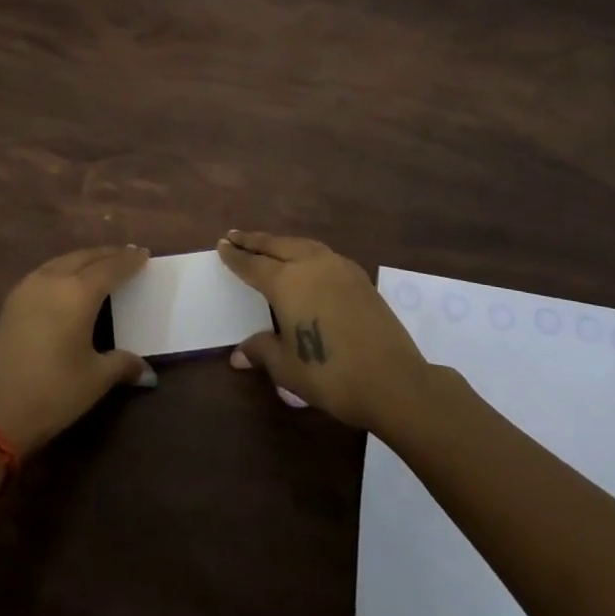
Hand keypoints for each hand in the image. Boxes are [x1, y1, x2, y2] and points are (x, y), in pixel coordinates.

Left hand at [0, 245, 157, 456]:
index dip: (129, 261)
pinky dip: (63, 270)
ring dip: (83, 259)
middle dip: (107, 254)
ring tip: (99, 264)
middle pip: (85, 257)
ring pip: (61, 261)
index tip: (144, 254)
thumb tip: (146, 372)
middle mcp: (53, 280)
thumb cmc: (52, 391)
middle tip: (126, 255)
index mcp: (78, 292)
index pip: (111, 268)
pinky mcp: (11, 303)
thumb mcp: (94, 379)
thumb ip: (122, 365)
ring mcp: (27, 288)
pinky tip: (67, 282)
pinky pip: (45, 273)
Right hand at [218, 230, 428, 431]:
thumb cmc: (330, 374)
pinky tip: (307, 263)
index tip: (221, 244)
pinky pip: (323, 255)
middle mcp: (310, 265)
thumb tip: (238, 354)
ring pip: (302, 245)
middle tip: (236, 235)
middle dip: (254, 241)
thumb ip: (261, 351)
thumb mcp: (287, 367)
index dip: (235, 256)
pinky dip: (306, 252)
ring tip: (269, 245)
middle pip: (276, 245)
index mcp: (286, 282)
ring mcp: (339, 267)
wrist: (393, 380)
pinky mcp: (359, 278)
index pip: (252, 264)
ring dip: (282, 243)